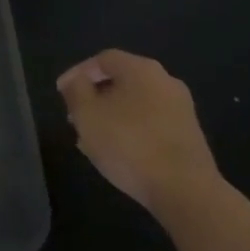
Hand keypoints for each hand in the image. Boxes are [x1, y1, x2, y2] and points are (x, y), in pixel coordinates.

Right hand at [57, 50, 221, 216]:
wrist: (185, 191)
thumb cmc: (129, 145)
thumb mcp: (87, 115)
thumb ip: (76, 90)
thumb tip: (76, 80)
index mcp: (141, 69)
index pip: (103, 59)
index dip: (77, 73)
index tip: (61, 94)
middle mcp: (165, 81)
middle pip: (121, 80)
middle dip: (94, 97)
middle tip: (75, 117)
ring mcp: (181, 109)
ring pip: (135, 104)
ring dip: (111, 116)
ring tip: (91, 139)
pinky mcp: (188, 135)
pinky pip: (150, 123)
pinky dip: (130, 130)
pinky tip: (117, 152)